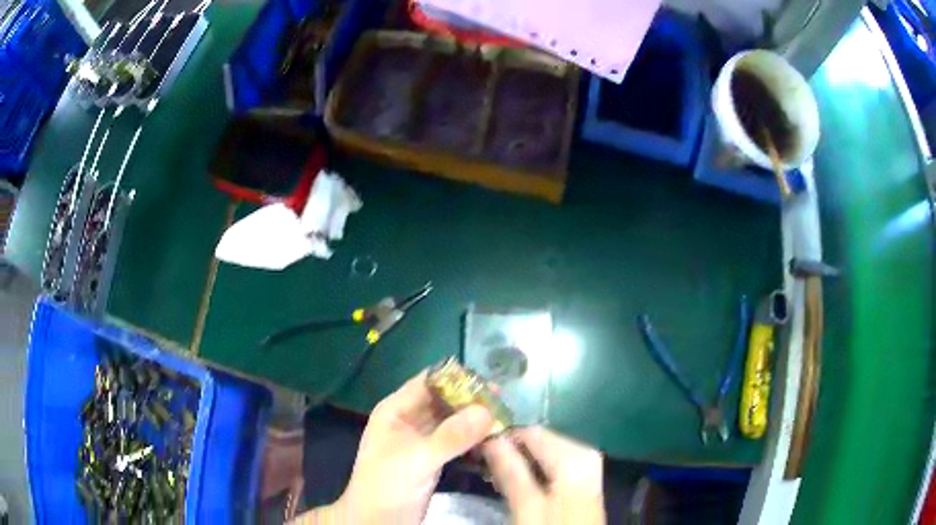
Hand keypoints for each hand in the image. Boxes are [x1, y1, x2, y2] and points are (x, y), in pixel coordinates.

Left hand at [292, 371, 494, 523]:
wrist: (377, 521)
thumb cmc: (387, 485)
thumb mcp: (417, 459)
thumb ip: (450, 436)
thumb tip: (487, 410)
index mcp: (396, 410)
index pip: (429, 383)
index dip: (457, 379)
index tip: (490, 385)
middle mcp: (410, 420)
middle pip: (444, 401)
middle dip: (472, 401)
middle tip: (505, 404)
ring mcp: (422, 440)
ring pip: (453, 421)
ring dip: (475, 420)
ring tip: (506, 419)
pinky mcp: (434, 458)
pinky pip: (457, 441)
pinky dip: (473, 439)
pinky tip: (494, 439)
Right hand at [482, 426, 604, 524]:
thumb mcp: (527, 506)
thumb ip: (510, 471)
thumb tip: (490, 439)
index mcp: (574, 454)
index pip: (531, 431)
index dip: (502, 438)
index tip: (476, 451)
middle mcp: (584, 452)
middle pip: (539, 440)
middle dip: (511, 452)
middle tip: (485, 468)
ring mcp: (586, 466)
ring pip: (544, 454)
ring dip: (520, 463)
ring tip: (497, 478)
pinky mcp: (583, 480)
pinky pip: (553, 465)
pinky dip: (534, 472)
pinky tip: (518, 485)